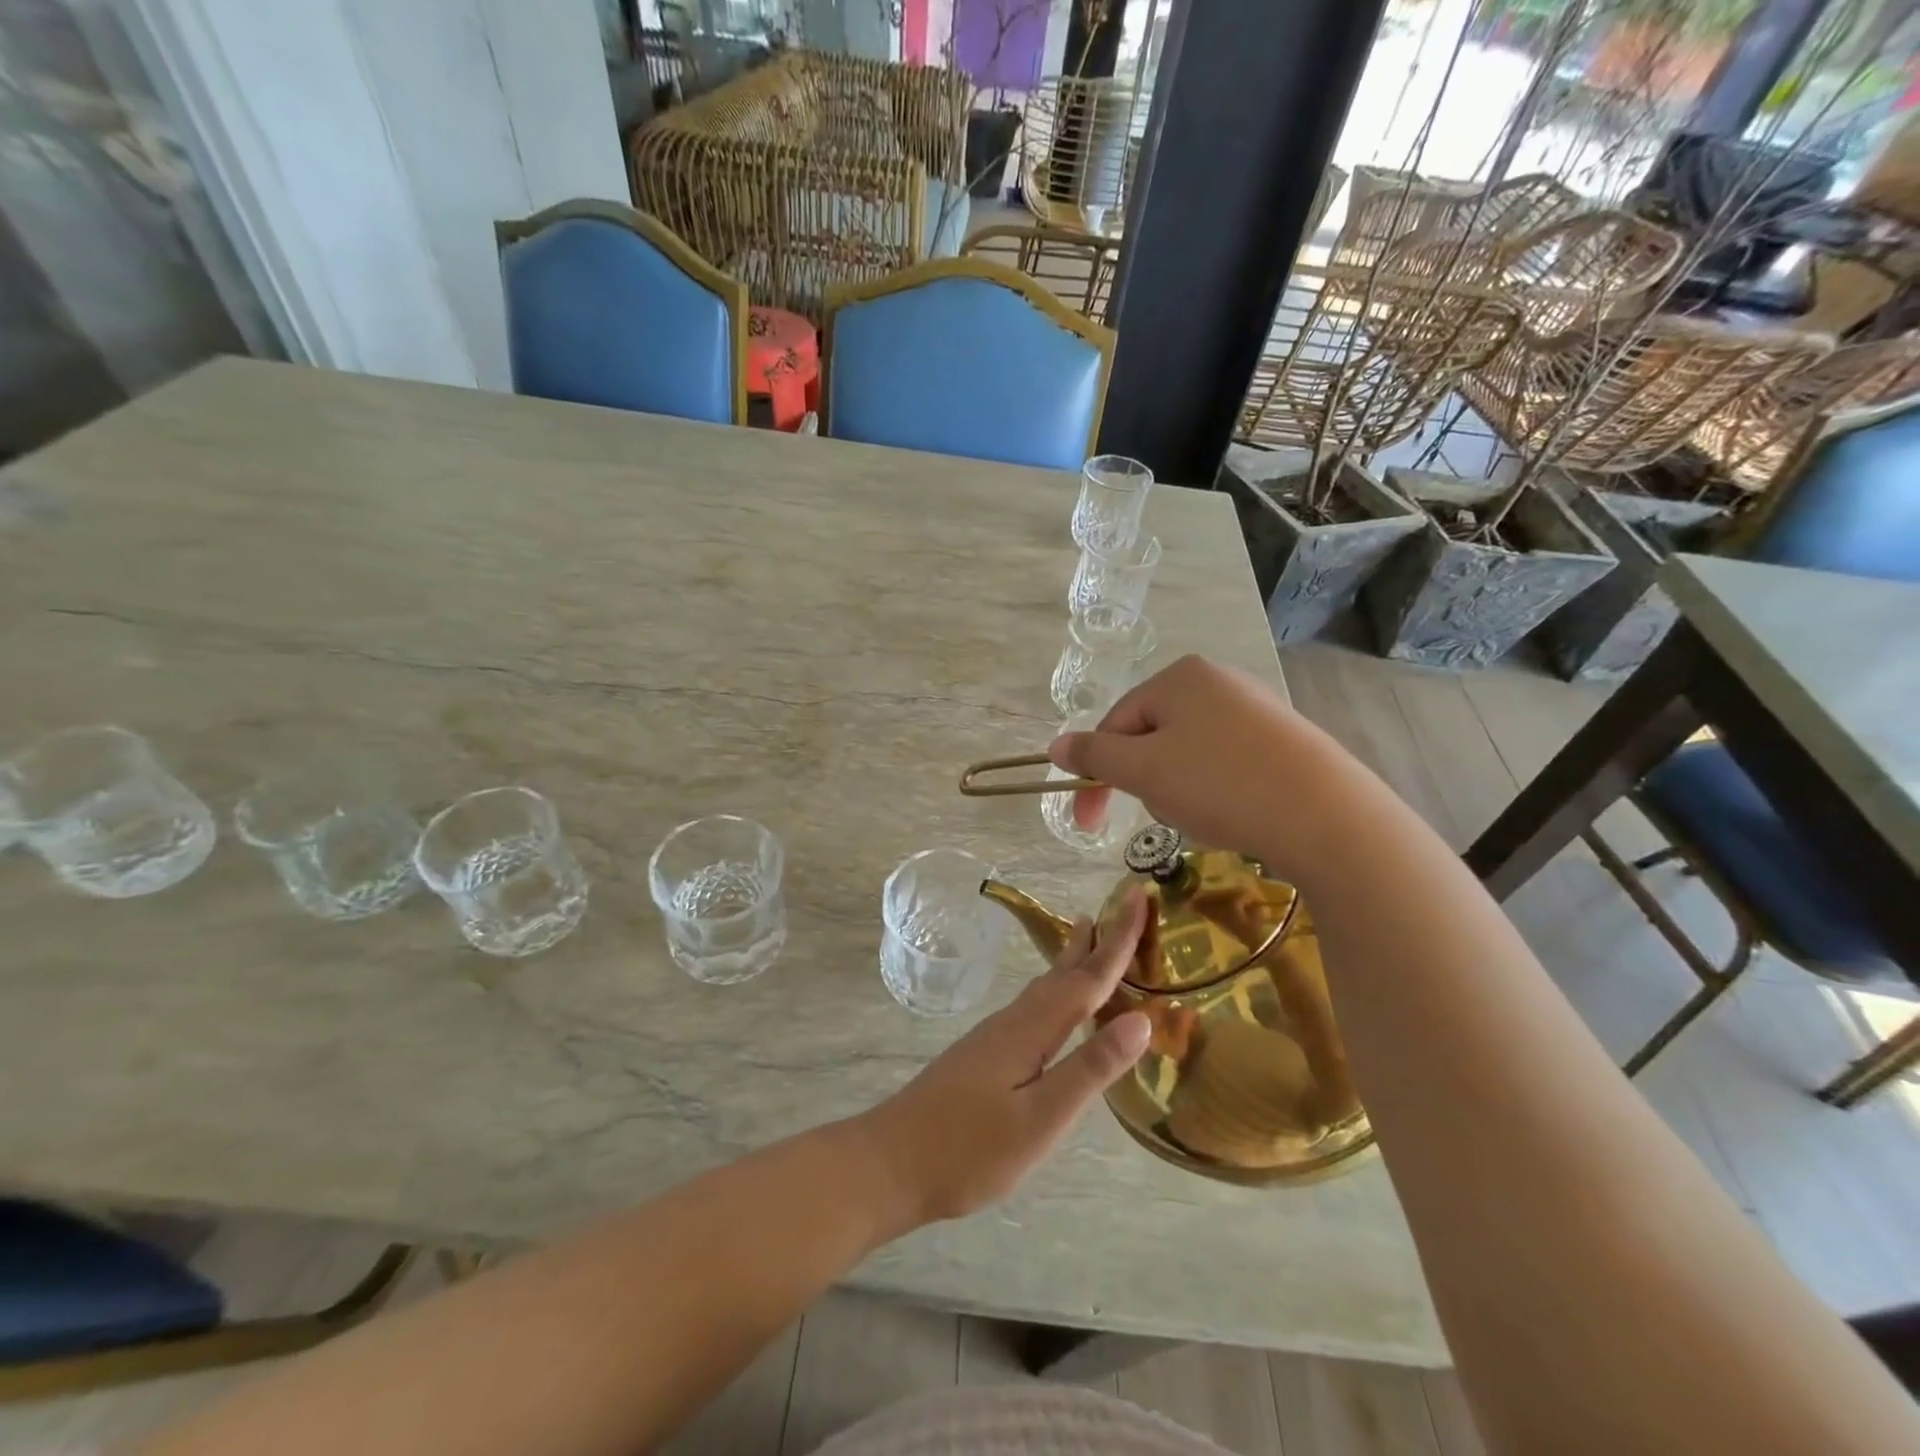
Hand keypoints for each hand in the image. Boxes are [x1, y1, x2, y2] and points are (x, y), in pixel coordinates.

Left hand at [856, 893, 1152, 1226]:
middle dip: (1098, 941)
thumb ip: (1090, 1068)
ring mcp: (995, 1036)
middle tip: (1122, 907)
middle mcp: (1014, 1021)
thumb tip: (1141, 1019)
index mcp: (1032, 1029)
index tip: (1139, 898)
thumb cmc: (969, 1149)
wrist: (891, 1162)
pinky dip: (1057, 989)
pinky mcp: (985, 1054)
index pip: (1087, 977)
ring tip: (1091, 936)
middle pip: (1064, 972)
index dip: (1118, 940)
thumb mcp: (1041, 1118)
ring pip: (1045, 986)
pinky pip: (1034, 1005)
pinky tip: (1056, 1003)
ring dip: (1074, 960)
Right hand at [1047, 654, 1339, 880]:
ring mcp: (1255, 709)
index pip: (1115, 724)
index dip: (1096, 774)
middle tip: (1163, 814)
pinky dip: (1216, 791)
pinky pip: (1225, 764)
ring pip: (1187, 754)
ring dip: (1178, 789)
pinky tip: (1234, 813)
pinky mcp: (1283, 741)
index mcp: (1179, 677)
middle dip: (1146, 781)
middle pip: (1151, 737)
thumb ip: (1093, 757)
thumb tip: (1055, 747)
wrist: (1327, 816)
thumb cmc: (1221, 784)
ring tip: (1205, 817)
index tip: (1088, 824)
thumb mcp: (1143, 771)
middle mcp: (1218, 681)